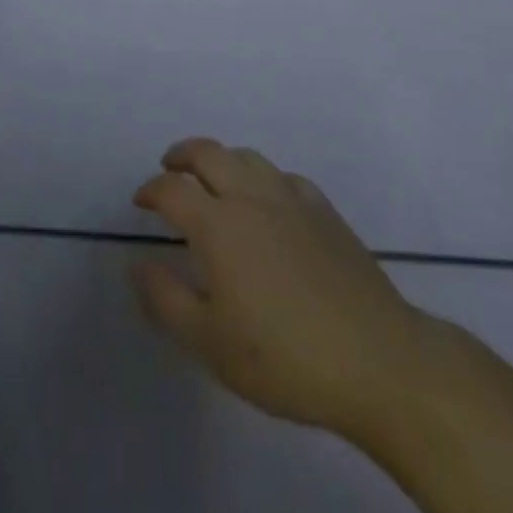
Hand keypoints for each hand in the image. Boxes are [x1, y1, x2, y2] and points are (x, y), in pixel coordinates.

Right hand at [130, 138, 434, 439]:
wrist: (376, 360)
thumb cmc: (284, 357)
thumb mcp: (209, 342)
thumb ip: (165, 299)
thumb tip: (136, 263)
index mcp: (218, 225)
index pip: (172, 190)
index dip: (151, 190)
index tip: (141, 202)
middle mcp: (251, 197)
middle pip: (209, 153)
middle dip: (182, 155)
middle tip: (169, 167)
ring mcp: (292, 199)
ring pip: (248, 157)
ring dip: (222, 159)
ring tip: (213, 177)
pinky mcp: (325, 211)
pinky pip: (284, 177)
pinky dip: (263, 178)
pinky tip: (268, 200)